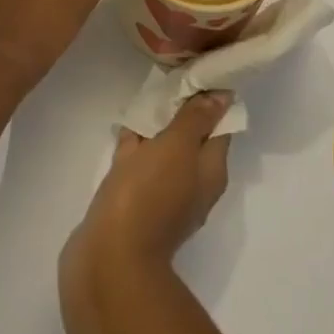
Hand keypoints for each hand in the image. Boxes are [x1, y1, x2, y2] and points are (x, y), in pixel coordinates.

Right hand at [70, 93, 233, 269]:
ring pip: (163, 151)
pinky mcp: (134, 205)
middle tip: (167, 79)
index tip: (196, 73)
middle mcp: (193, 185)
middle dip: (179, 111)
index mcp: (211, 172)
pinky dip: (134, 146)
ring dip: (155, 127)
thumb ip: (197, 118)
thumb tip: (225, 95)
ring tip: (145, 96)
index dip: (210, 100)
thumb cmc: (149, 195)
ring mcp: (163, 197)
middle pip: (191, 138)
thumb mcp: (177, 146)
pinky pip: (140, 166)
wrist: (109, 259)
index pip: (220, 126)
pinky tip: (124, 126)